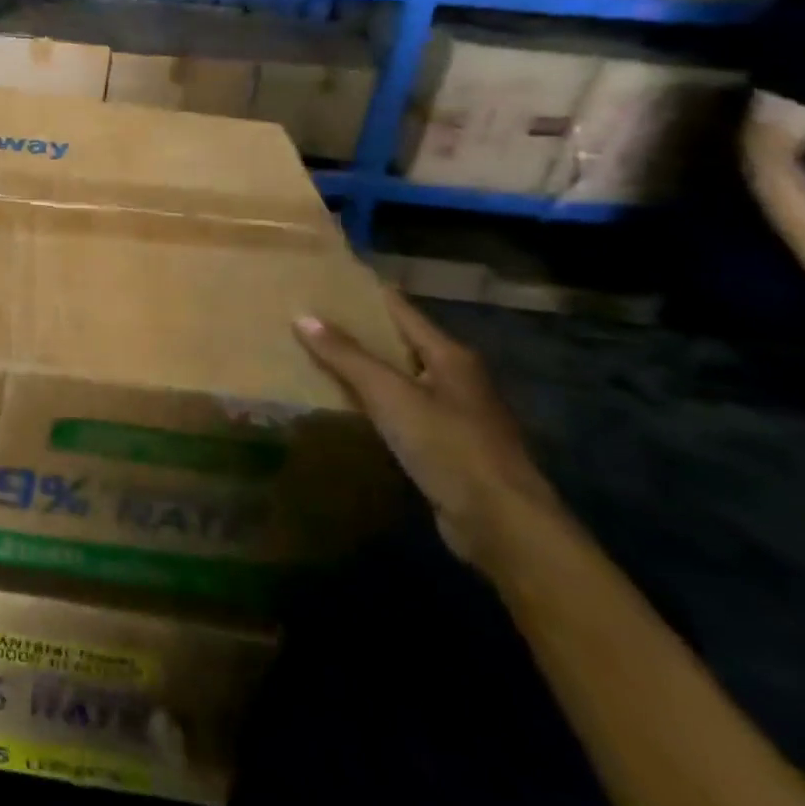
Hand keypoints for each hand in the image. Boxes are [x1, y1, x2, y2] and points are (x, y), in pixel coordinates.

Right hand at [293, 290, 561, 572]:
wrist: (502, 525)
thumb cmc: (448, 445)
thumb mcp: (390, 394)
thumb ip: (346, 356)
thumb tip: (302, 316)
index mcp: (448, 355)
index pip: (399, 309)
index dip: (364, 293)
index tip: (326, 280)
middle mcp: (455, 377)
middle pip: (399, 342)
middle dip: (358, 330)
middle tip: (309, 317)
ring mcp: (454, 414)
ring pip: (399, 378)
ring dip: (364, 369)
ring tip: (317, 356)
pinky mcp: (446, 447)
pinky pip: (401, 411)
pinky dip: (373, 403)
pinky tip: (346, 405)